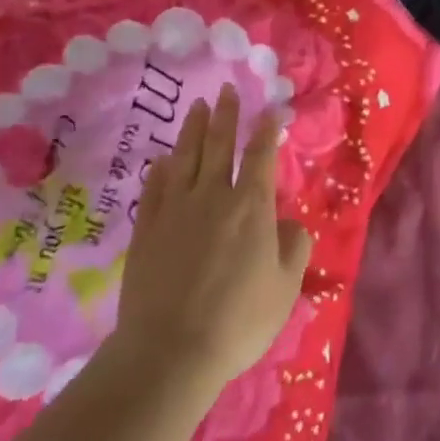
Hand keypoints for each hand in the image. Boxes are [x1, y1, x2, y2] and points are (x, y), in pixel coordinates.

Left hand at [113, 84, 311, 392]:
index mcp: (251, 207)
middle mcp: (213, 197)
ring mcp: (175, 210)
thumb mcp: (285, 287)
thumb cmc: (239, 320)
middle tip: (226, 90)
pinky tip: (163, 159)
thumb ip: (293, 246)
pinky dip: (161, 168)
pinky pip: (155, 187)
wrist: (171, 350)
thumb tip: (286, 222)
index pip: (260, 157)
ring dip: (193, 130)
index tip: (269, 111)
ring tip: (197, 107)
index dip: (266, 131)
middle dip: (225, 115)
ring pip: (185, 158)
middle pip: (219, 146)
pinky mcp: (147, 229)